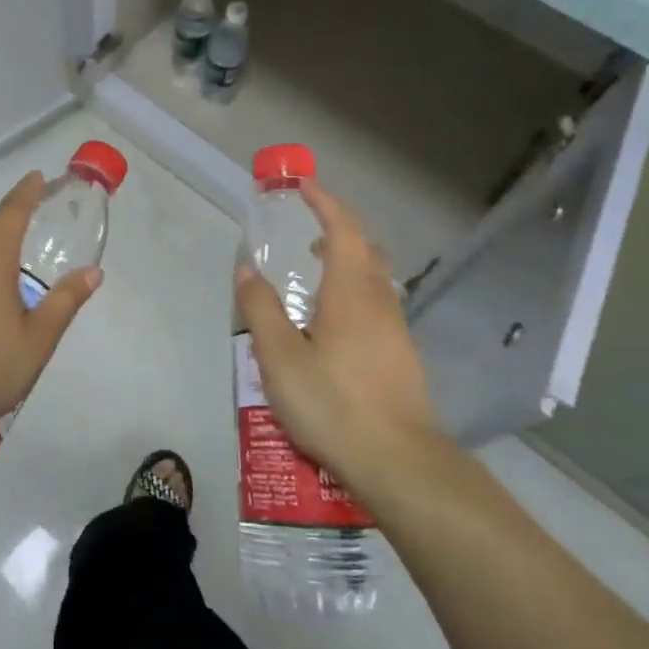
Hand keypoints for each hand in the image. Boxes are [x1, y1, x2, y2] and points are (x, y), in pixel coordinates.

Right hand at [234, 182, 441, 498]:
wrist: (398, 461)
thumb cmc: (332, 402)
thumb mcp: (279, 357)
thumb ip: (261, 309)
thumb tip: (246, 269)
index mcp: (350, 293)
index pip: (342, 230)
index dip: (325, 203)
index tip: (304, 188)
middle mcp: (379, 303)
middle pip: (366, 249)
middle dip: (339, 229)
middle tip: (306, 231)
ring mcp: (396, 331)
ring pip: (375, 279)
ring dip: (348, 262)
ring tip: (314, 275)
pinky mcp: (402, 356)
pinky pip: (377, 305)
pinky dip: (354, 292)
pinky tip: (333, 324)